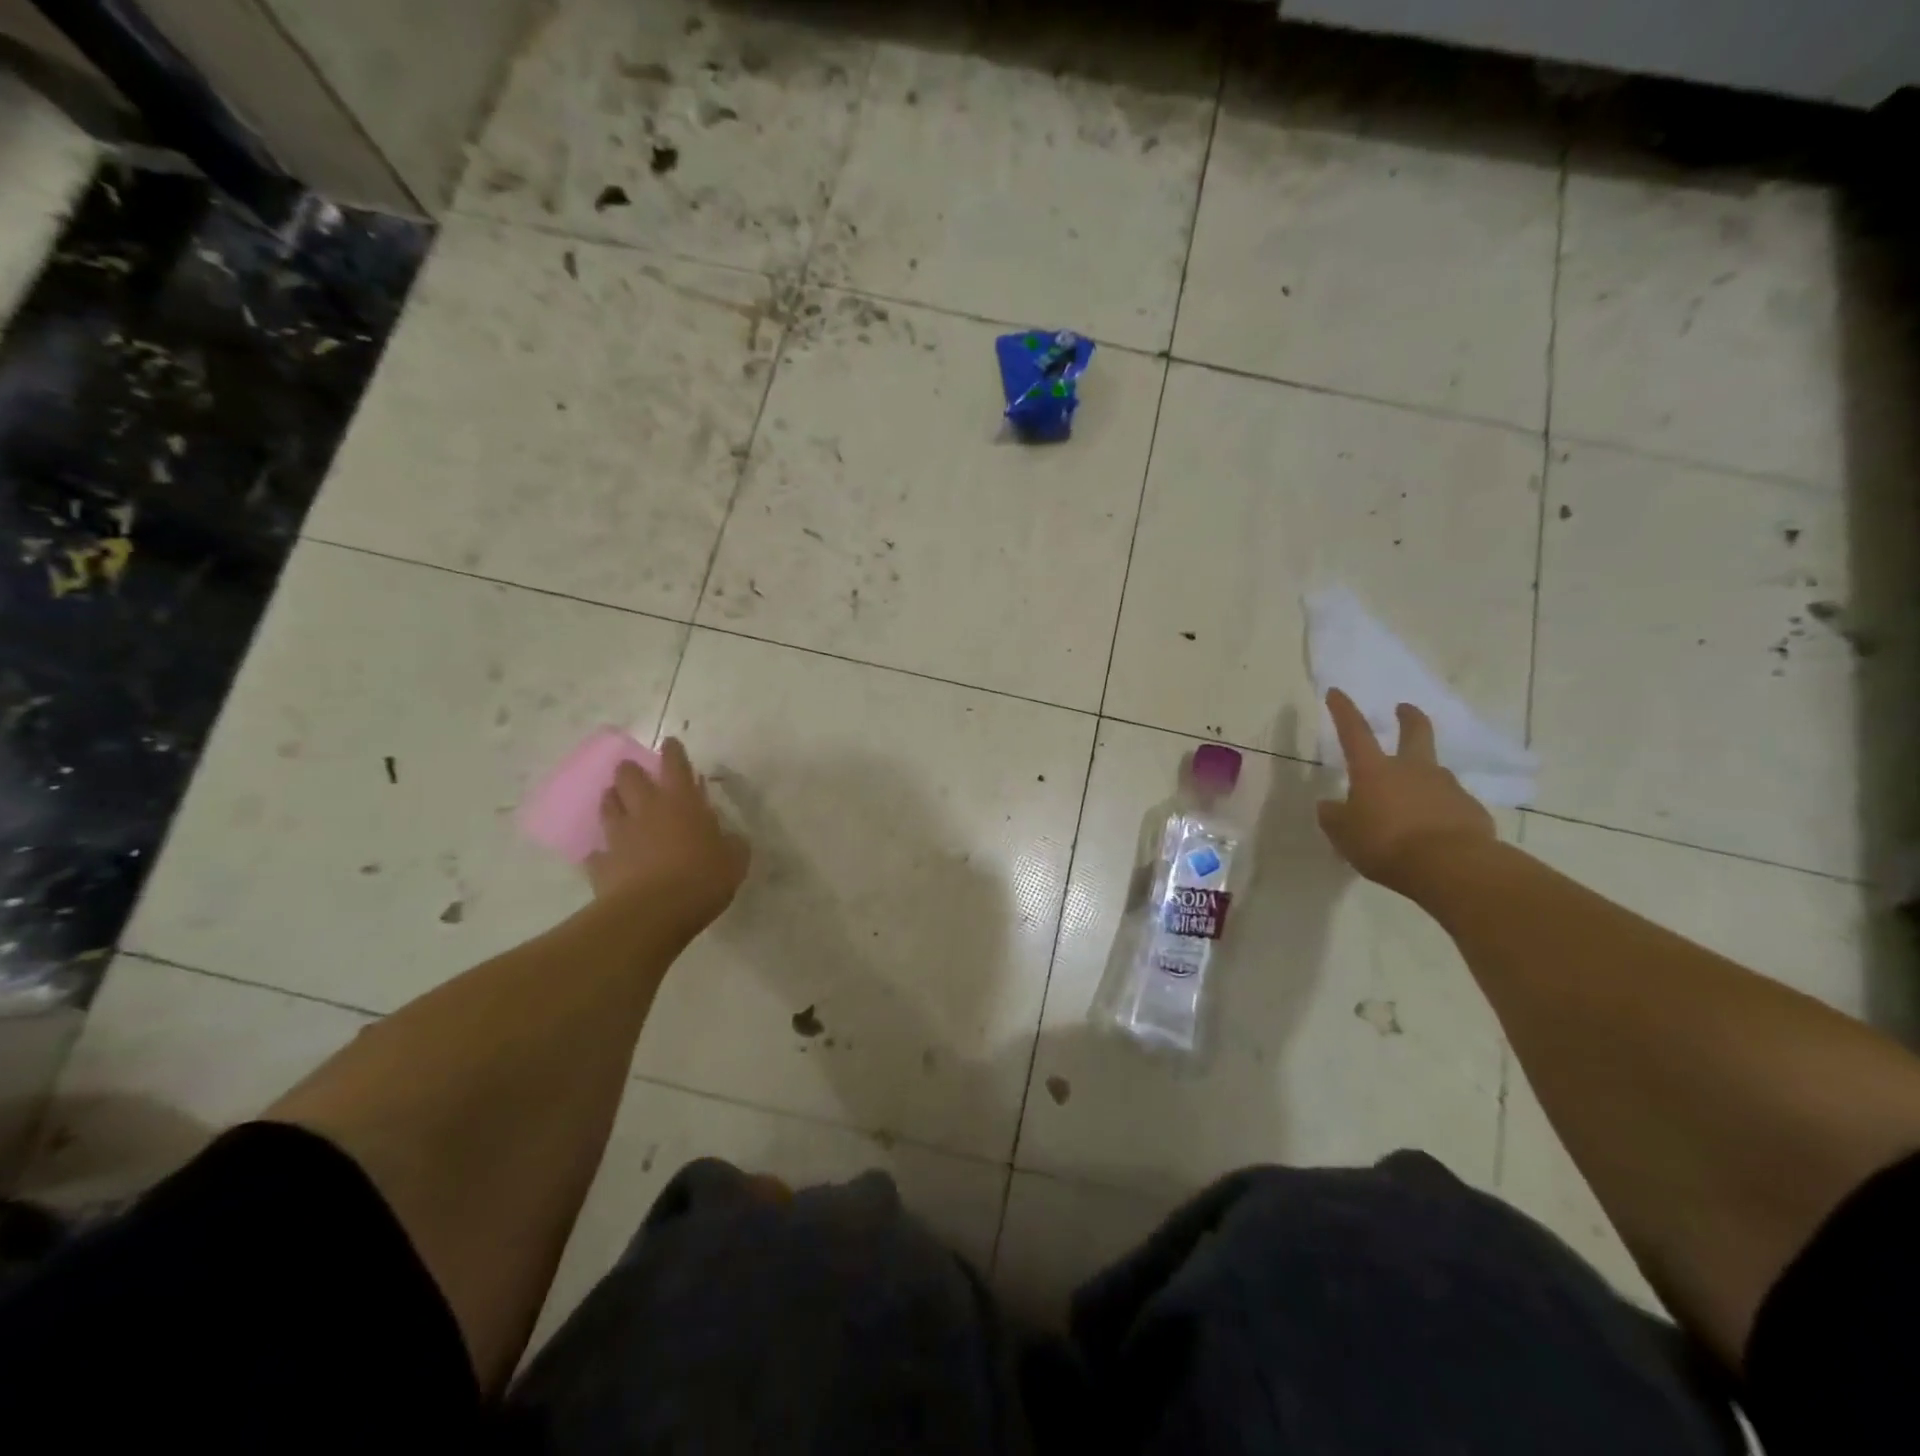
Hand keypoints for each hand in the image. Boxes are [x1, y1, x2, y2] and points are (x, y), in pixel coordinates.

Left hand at [587, 738, 749, 937]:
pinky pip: (597, 851)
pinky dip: (602, 850)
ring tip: (615, 801)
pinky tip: (605, 855)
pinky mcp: (602, 863)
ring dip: (612, 800)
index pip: (675, 765)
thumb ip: (732, 843)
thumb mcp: (735, 860)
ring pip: (608, 806)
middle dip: (630, 770)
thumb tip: (730, 838)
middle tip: (633, 772)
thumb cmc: (702, 878)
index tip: (670, 742)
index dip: (673, 752)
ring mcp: (620, 835)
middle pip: (630, 777)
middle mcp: (647, 810)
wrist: (653, 912)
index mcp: (683, 802)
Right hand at [1315, 689, 1494, 890]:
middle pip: (1415, 732)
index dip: (1343, 711)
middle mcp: (1412, 769)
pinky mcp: (1470, 810)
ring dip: (1423, 776)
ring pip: (1433, 772)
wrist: (1452, 867)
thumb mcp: (1344, 834)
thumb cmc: (1386, 844)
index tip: (1336, 692)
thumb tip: (1329, 805)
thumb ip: (1334, 816)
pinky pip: (1450, 804)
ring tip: (1411, 801)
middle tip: (1404, 709)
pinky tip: (1433, 831)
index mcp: (1374, 770)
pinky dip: (1440, 810)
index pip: (1354, 732)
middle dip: (1408, 718)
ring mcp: (1446, 787)